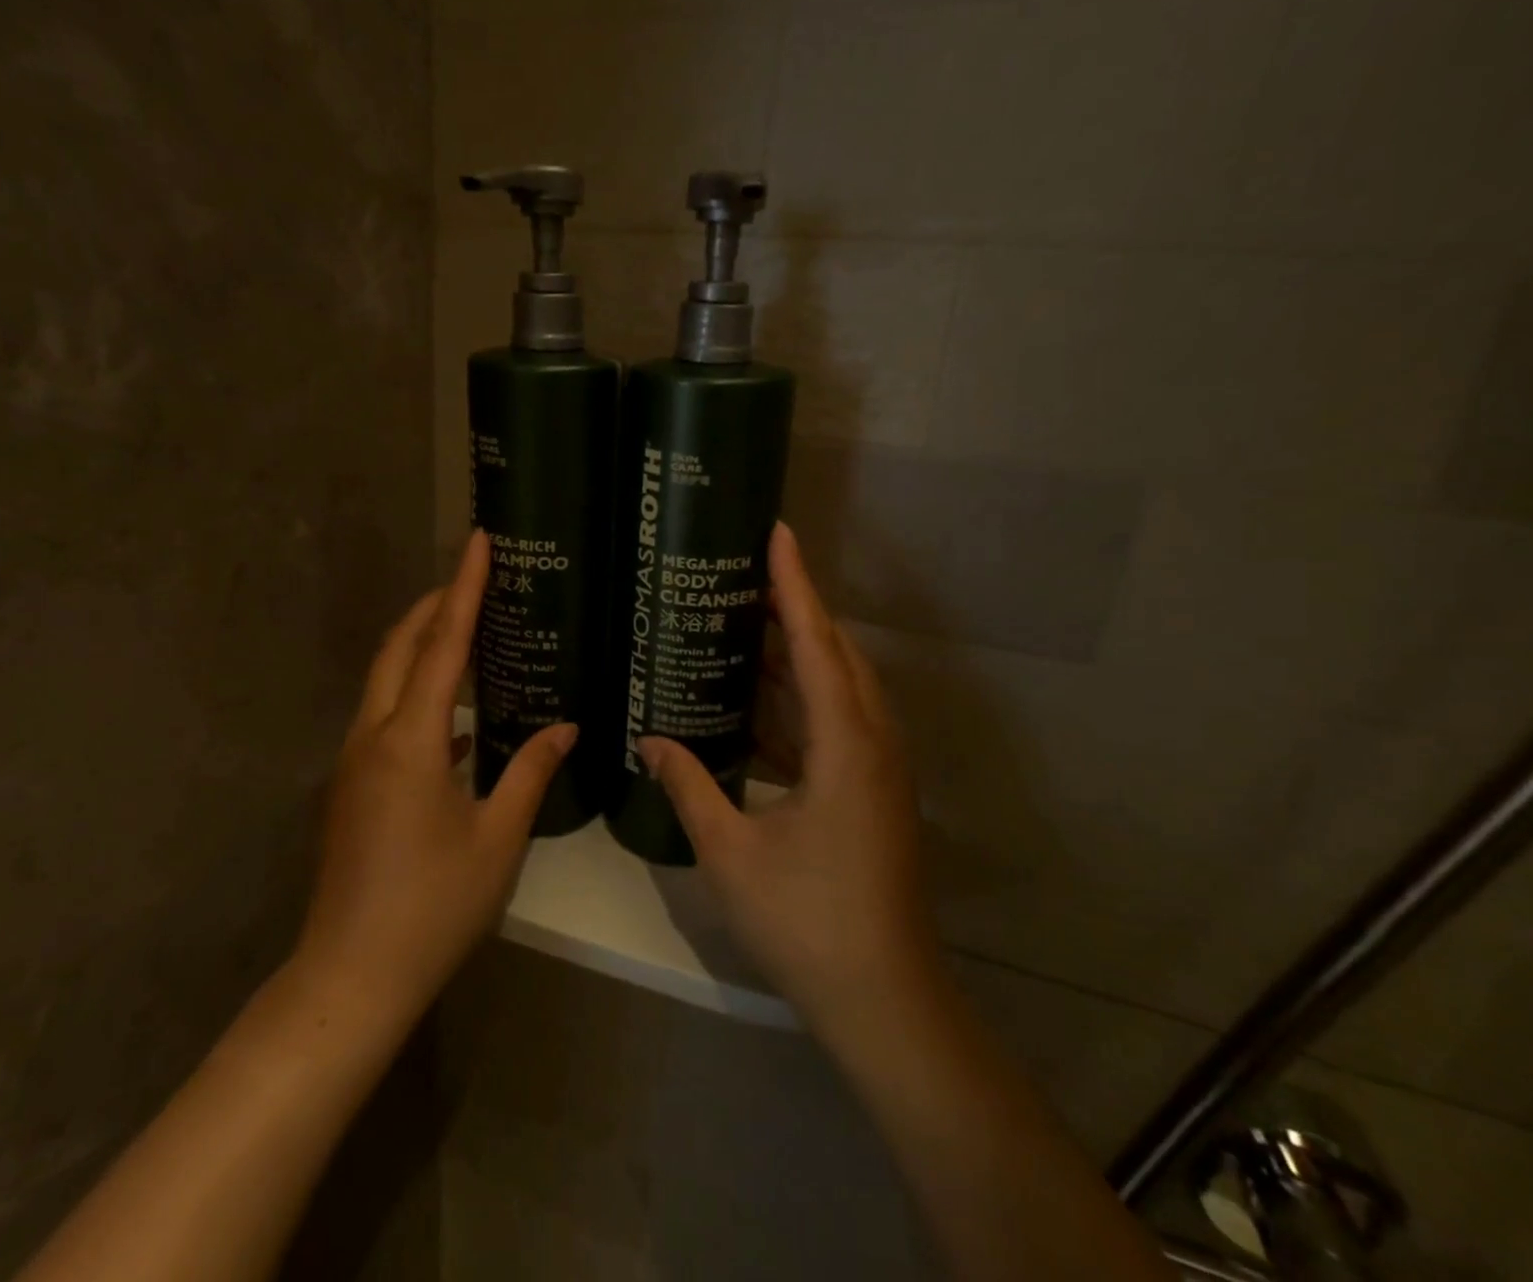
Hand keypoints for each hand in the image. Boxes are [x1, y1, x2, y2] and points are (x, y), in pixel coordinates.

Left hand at [296, 530, 575, 1025]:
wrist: (351, 976)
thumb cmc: (433, 906)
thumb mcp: (497, 838)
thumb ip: (531, 772)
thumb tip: (566, 726)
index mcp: (411, 741)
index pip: (443, 645)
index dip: (463, 588)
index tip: (477, 541)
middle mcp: (373, 737)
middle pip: (399, 649)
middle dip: (433, 606)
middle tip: (473, 579)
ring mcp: (354, 762)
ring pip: (385, 681)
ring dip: (420, 647)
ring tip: (466, 632)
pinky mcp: (351, 787)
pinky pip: (384, 717)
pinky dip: (415, 695)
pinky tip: (454, 718)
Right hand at [639, 523, 936, 1041]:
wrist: (884, 999)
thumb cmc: (807, 920)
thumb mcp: (732, 851)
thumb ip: (689, 786)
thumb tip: (649, 739)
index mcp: (846, 745)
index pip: (818, 643)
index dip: (794, 585)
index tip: (777, 534)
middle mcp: (872, 743)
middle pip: (835, 655)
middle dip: (794, 611)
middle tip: (743, 578)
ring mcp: (877, 770)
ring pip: (839, 690)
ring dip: (797, 657)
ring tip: (743, 629)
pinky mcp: (871, 793)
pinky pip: (836, 724)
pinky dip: (798, 704)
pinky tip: (755, 708)